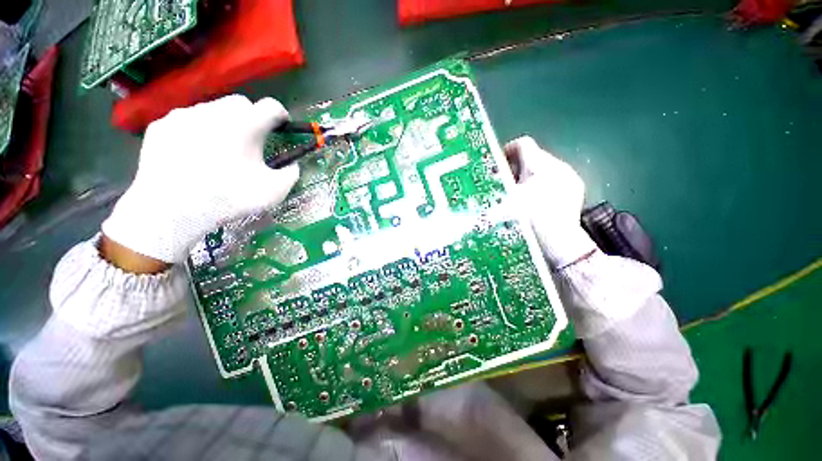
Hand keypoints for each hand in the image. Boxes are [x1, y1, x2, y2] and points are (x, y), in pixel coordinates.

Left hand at [102, 95, 299, 267]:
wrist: (172, 209)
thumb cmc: (229, 198)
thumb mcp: (274, 191)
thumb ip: (291, 174)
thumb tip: (292, 165)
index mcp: (246, 125)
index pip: (271, 105)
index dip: (281, 115)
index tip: (281, 127)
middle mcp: (215, 111)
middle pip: (241, 103)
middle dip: (251, 117)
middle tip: (250, 141)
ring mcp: (184, 115)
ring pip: (212, 109)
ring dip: (223, 123)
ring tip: (219, 150)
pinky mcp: (162, 126)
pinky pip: (186, 120)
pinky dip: (196, 131)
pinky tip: (193, 154)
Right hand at [504, 136, 596, 268]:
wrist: (559, 243)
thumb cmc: (528, 221)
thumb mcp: (505, 201)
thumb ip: (497, 186)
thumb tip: (488, 176)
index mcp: (539, 166)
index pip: (523, 145)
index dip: (507, 151)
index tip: (497, 166)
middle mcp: (556, 166)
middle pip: (532, 156)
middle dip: (516, 167)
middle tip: (504, 183)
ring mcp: (568, 177)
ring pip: (543, 168)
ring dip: (528, 176)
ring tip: (519, 193)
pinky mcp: (575, 188)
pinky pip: (554, 178)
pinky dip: (542, 184)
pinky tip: (536, 200)